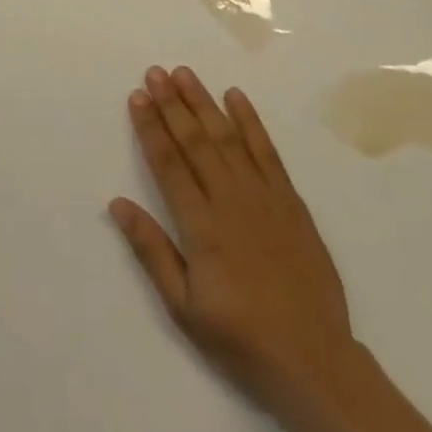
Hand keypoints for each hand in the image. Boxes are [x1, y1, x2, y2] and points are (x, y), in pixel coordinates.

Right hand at [110, 67, 431, 431]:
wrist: (314, 359)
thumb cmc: (241, 337)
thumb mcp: (184, 307)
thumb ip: (152, 251)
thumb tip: (117, 203)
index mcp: (201, 226)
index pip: (168, 163)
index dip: (150, 127)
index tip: (137, 96)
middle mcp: (229, 199)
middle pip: (195, 140)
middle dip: (171, 103)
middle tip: (154, 72)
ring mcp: (262, 194)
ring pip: (227, 136)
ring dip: (203, 102)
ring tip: (184, 73)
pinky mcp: (290, 198)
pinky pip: (266, 150)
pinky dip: (250, 120)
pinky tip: (235, 96)